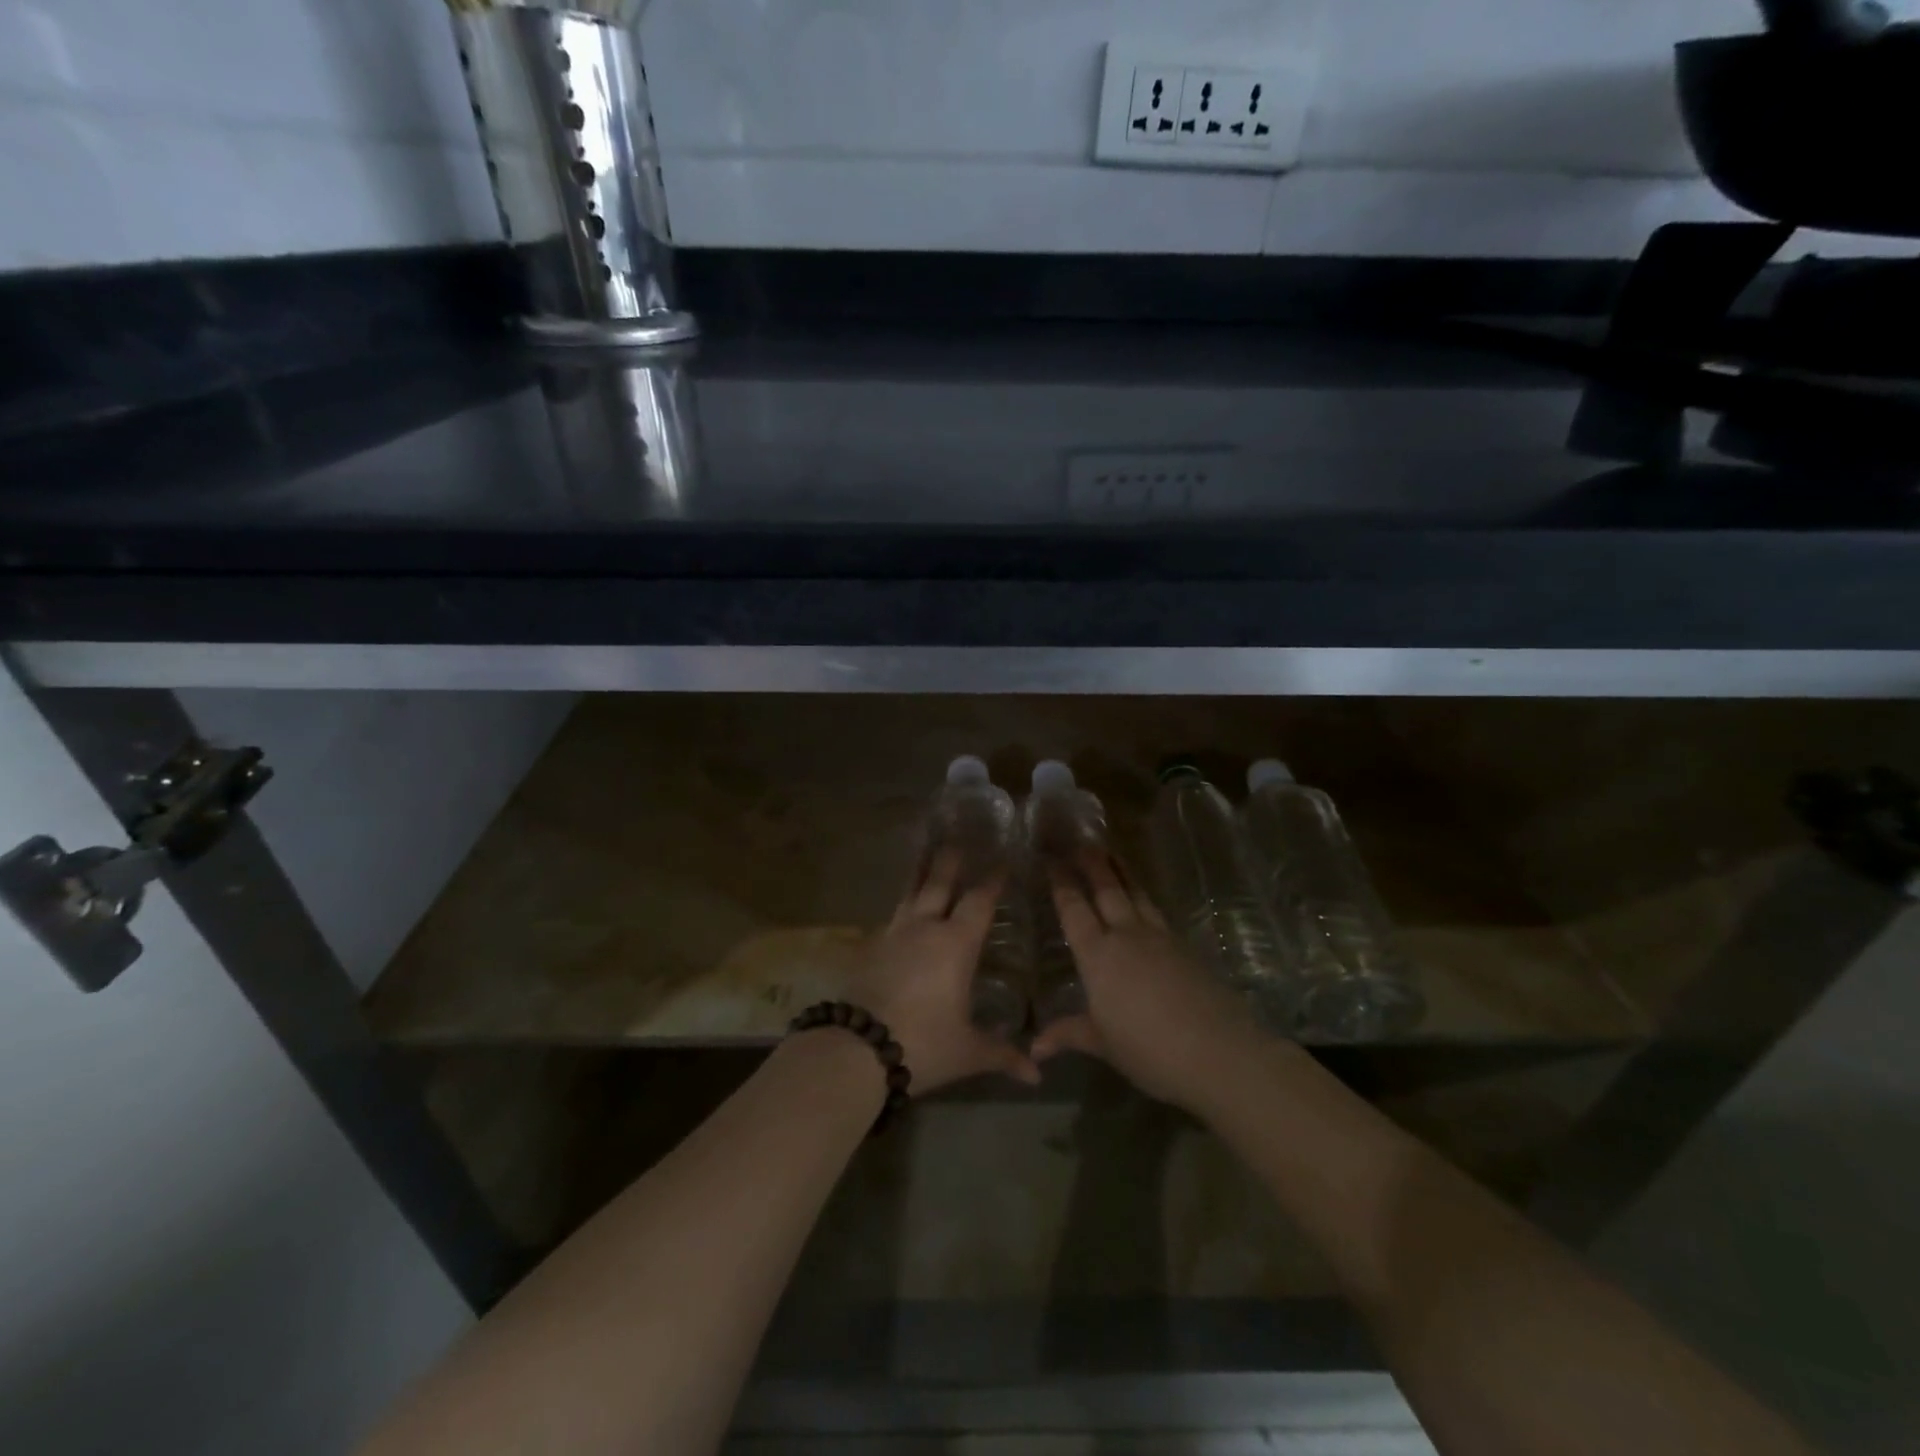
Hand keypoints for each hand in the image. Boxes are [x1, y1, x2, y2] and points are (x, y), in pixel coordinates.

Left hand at [851, 849, 1040, 1095]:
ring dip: (920, 872)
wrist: (857, 1049)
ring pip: (910, 892)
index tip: (1003, 860)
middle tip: (958, 835)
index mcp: (956, 944)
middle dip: (951, 859)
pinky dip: (901, 905)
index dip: (993, 879)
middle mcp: (925, 928)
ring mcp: (893, 934)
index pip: (980, 900)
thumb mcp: (969, 1051)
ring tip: (924, 852)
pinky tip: (900, 910)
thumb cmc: (924, 1044)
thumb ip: (1003, 1055)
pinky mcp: (868, 947)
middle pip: (939, 882)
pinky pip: (890, 917)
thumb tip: (1037, 1075)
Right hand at [1030, 849, 1259, 1111]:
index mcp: (1099, 956)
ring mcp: (1161, 938)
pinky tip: (1144, 899)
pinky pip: (1157, 911)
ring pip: (1136, 894)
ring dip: (1122, 871)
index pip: (1074, 910)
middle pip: (1108, 889)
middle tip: (1081, 840)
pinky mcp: (1186, 947)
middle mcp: (1127, 936)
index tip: (1052, 859)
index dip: (1062, 884)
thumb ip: (1068, 1035)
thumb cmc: (1149, 1049)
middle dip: (1092, 863)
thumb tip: (1033, 1050)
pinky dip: (1144, 896)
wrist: (1219, 1052)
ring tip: (1111, 851)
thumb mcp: (1103, 1044)